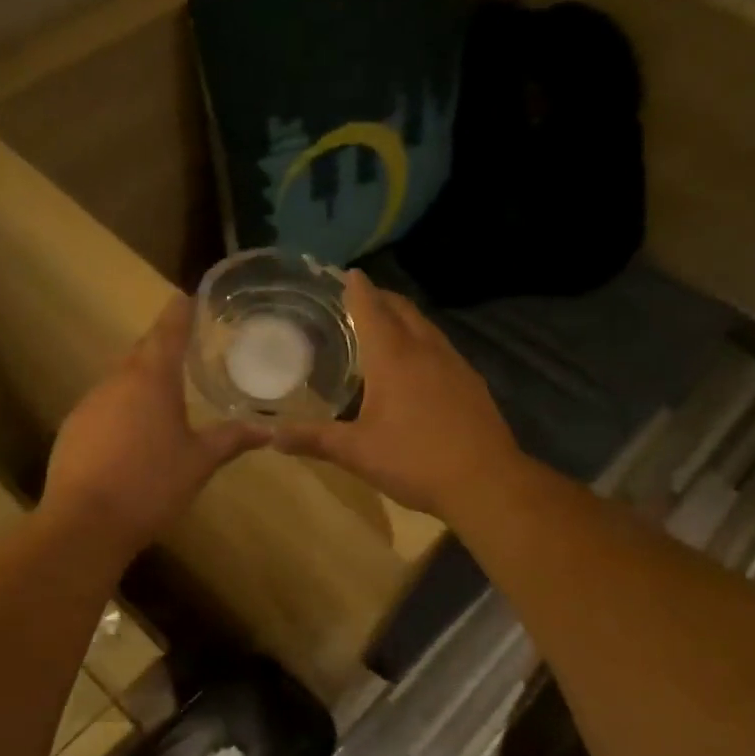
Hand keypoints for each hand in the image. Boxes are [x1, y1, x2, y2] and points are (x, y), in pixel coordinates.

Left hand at [42, 296, 267, 554]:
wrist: (85, 523)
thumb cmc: (152, 484)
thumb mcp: (200, 462)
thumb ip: (231, 439)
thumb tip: (267, 430)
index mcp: (151, 380)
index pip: (167, 333)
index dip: (178, 313)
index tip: (186, 296)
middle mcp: (116, 382)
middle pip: (142, 354)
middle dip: (162, 348)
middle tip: (184, 348)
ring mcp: (88, 405)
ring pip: (121, 382)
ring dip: (142, 383)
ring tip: (165, 397)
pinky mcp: (72, 430)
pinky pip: (104, 408)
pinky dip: (122, 411)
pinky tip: (133, 436)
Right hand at [273, 269, 521, 518]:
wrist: (485, 481)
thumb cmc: (414, 461)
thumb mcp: (356, 452)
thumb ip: (313, 439)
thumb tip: (269, 434)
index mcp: (394, 357)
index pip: (372, 309)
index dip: (357, 289)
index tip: (347, 273)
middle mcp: (425, 350)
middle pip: (402, 310)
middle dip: (381, 298)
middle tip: (360, 298)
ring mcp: (454, 364)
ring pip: (426, 327)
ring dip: (404, 318)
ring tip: (386, 325)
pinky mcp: (471, 383)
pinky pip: (442, 348)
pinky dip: (423, 341)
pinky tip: (418, 364)